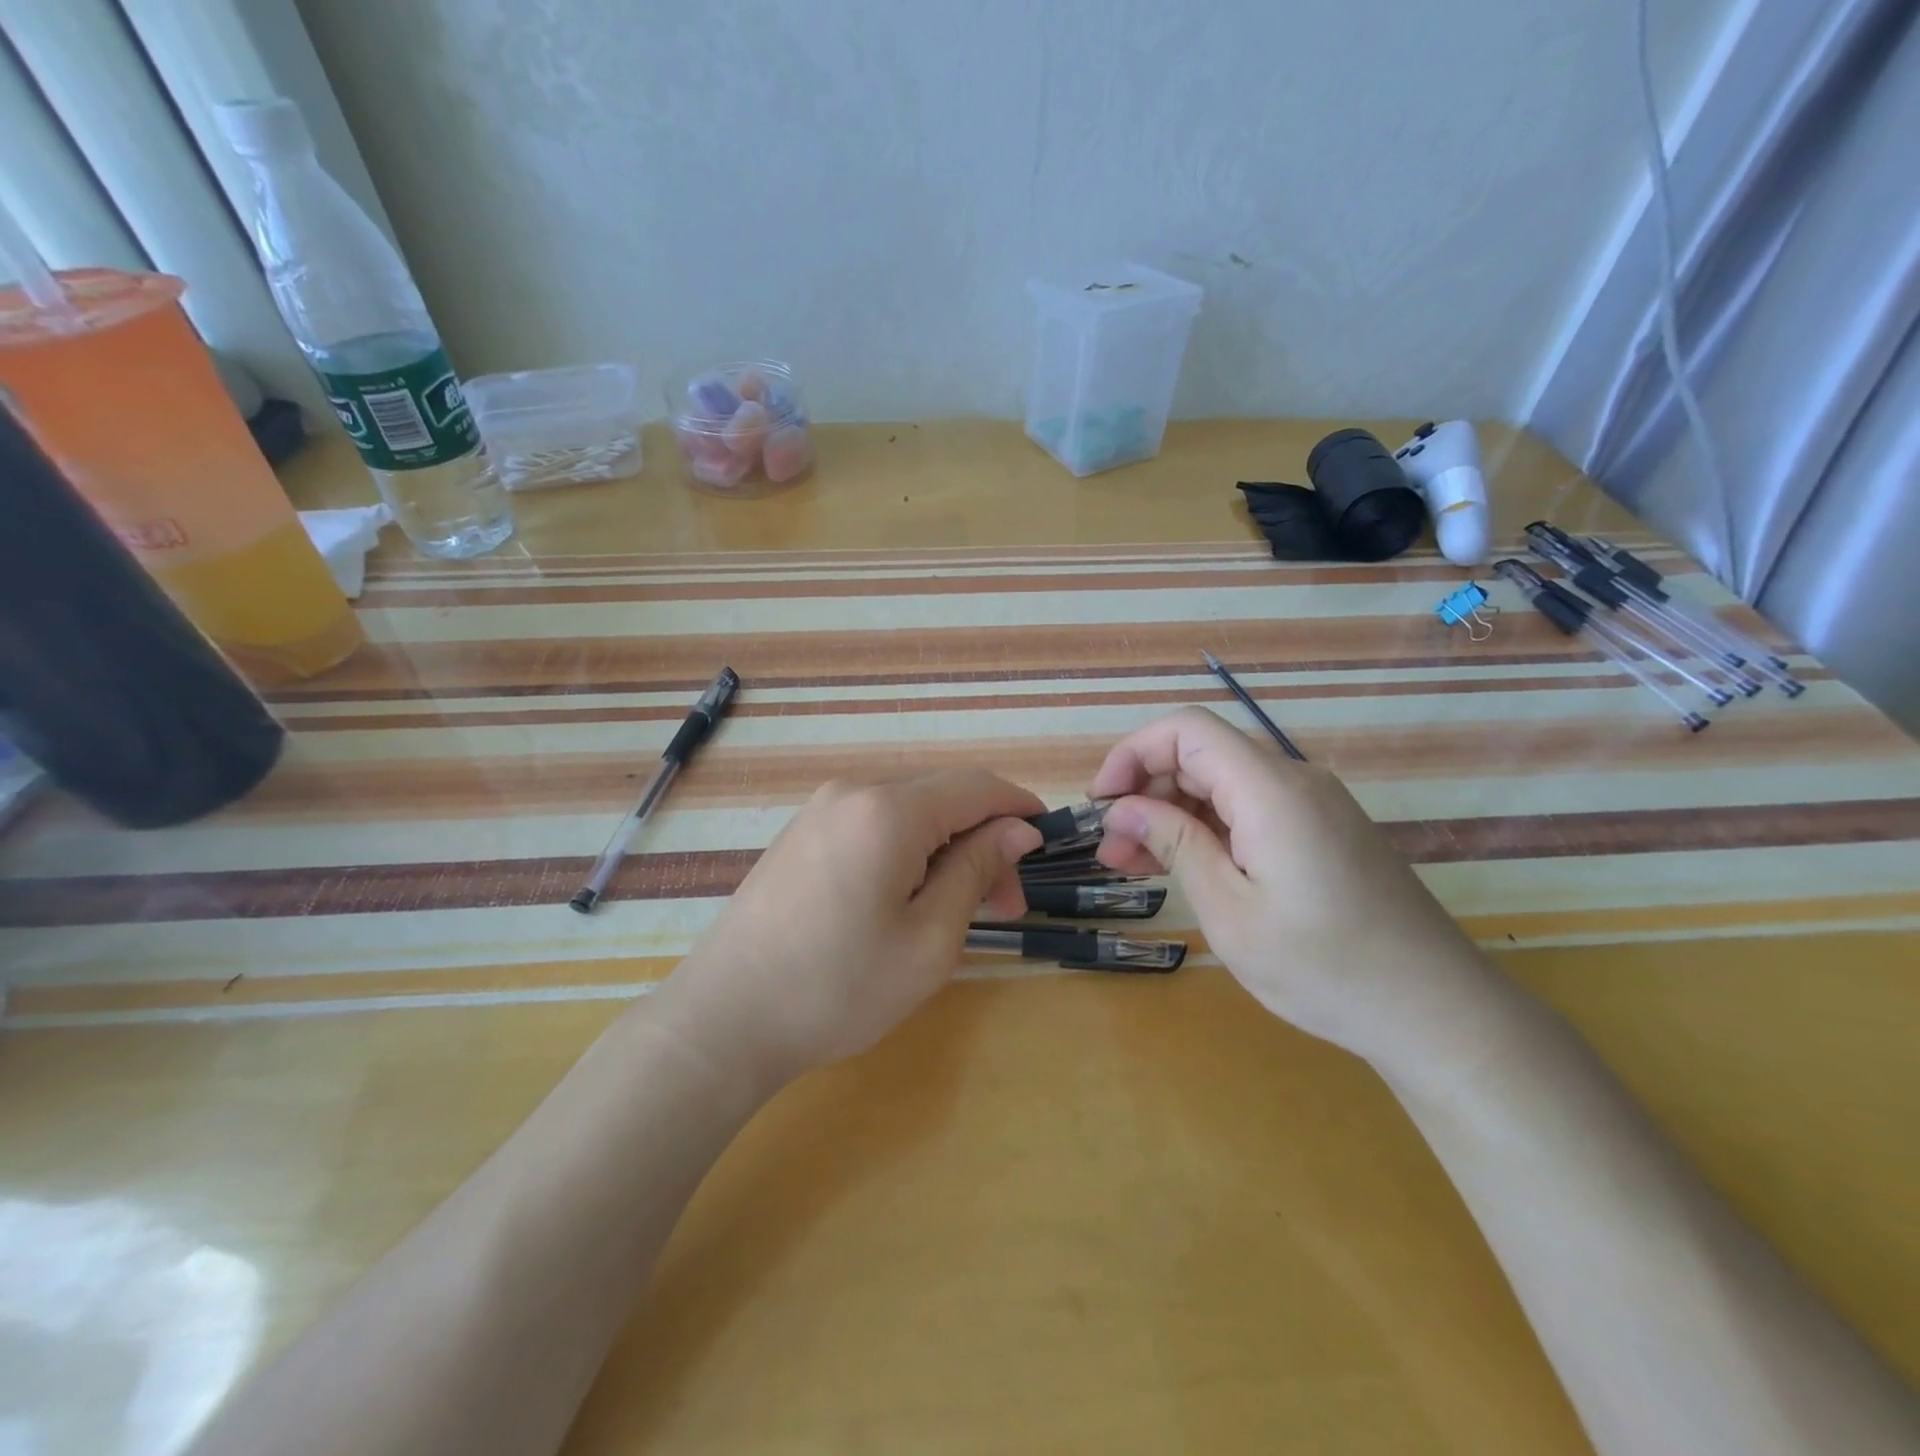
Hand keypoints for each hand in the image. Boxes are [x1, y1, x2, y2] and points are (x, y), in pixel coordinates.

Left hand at [660, 770, 1044, 1086]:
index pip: (976, 786)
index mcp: (888, 810)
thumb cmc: (838, 987)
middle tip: (1006, 906)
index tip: (1046, 846)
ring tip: (959, 910)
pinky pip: (873, 826)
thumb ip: (976, 869)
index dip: (1019, 808)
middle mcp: (852, 792)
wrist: (723, 1019)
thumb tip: (1016, 828)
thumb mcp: (929, 939)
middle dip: (984, 840)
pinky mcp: (801, 834)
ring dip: (946, 849)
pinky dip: (908, 852)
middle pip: (941, 798)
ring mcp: (819, 811)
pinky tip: (909, 899)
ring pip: (908, 813)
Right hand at [1090, 708, 1510, 1076]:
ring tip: (1134, 866)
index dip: (1132, 754)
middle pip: (1202, 756)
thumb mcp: (1229, 909)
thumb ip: (1173, 844)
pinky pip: (1251, 810)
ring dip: (1173, 816)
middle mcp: (1294, 781)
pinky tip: (1185, 868)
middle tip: (1111, 851)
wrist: (1437, 1013)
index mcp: (1270, 789)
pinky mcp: (1323, 831)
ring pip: (1223, 785)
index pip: (1186, 730)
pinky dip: (1209, 831)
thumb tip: (1121, 809)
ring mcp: (1314, 806)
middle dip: (1146, 792)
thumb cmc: (1324, 967)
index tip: (1102, 804)